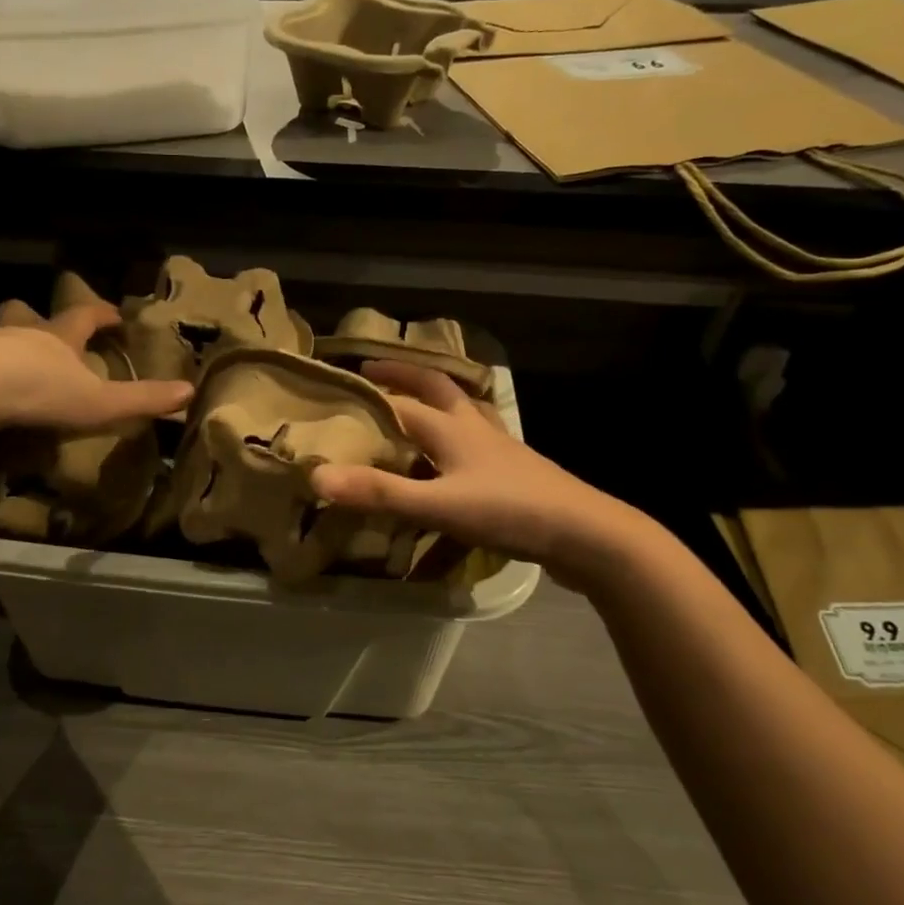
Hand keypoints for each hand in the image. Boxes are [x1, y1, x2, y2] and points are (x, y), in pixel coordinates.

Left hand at [0, 301, 192, 431]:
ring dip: (6, 343)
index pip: (85, 315)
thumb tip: (189, 392)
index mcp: (59, 336)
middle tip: (42, 327)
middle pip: (27, 313)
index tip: (116, 316)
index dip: (102, 314)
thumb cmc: (41, 390)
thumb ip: (142, 399)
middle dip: (36, 317)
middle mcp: (22, 333)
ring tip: (11, 363)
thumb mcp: (100, 401)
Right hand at [308, 361, 654, 586]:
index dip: (367, 393)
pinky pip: (477, 439)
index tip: (335, 385)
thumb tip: (317, 475)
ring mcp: (499, 448)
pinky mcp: (514, 471)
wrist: (586, 534)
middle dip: (404, 375)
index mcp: (452, 427)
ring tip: (414, 401)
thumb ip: (380, 492)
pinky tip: (457, 454)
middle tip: (374, 370)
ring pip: (462, 409)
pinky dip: (458, 433)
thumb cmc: (509, 512)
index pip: (400, 402)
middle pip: (437, 388)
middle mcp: (474, 427)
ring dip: (436, 397)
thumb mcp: (438, 505)